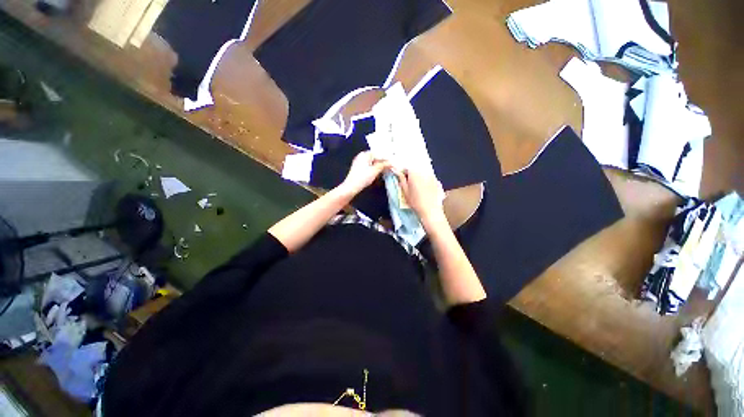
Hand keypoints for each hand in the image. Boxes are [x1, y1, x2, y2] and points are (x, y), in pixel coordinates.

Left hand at [339, 151, 390, 195]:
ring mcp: (359, 162)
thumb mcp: (375, 170)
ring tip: (385, 172)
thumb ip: (384, 165)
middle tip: (390, 168)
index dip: (386, 159)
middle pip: (375, 158)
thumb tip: (390, 163)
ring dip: (379, 167)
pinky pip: (368, 167)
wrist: (351, 186)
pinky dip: (374, 170)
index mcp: (365, 154)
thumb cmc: (363, 177)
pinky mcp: (358, 169)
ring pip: (372, 163)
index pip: (379, 154)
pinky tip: (377, 175)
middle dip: (382, 163)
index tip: (392, 163)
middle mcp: (361, 156)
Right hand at [394, 169, 445, 228]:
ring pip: (422, 174)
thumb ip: (401, 179)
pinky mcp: (437, 182)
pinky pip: (429, 178)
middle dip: (411, 175)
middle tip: (408, 184)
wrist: (430, 210)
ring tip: (417, 188)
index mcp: (414, 174)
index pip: (406, 168)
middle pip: (415, 170)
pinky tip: (425, 190)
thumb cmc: (415, 202)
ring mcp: (432, 176)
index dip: (403, 173)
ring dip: (418, 178)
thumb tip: (397, 171)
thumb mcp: (405, 191)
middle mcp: (424, 172)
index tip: (401, 180)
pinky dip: (426, 181)